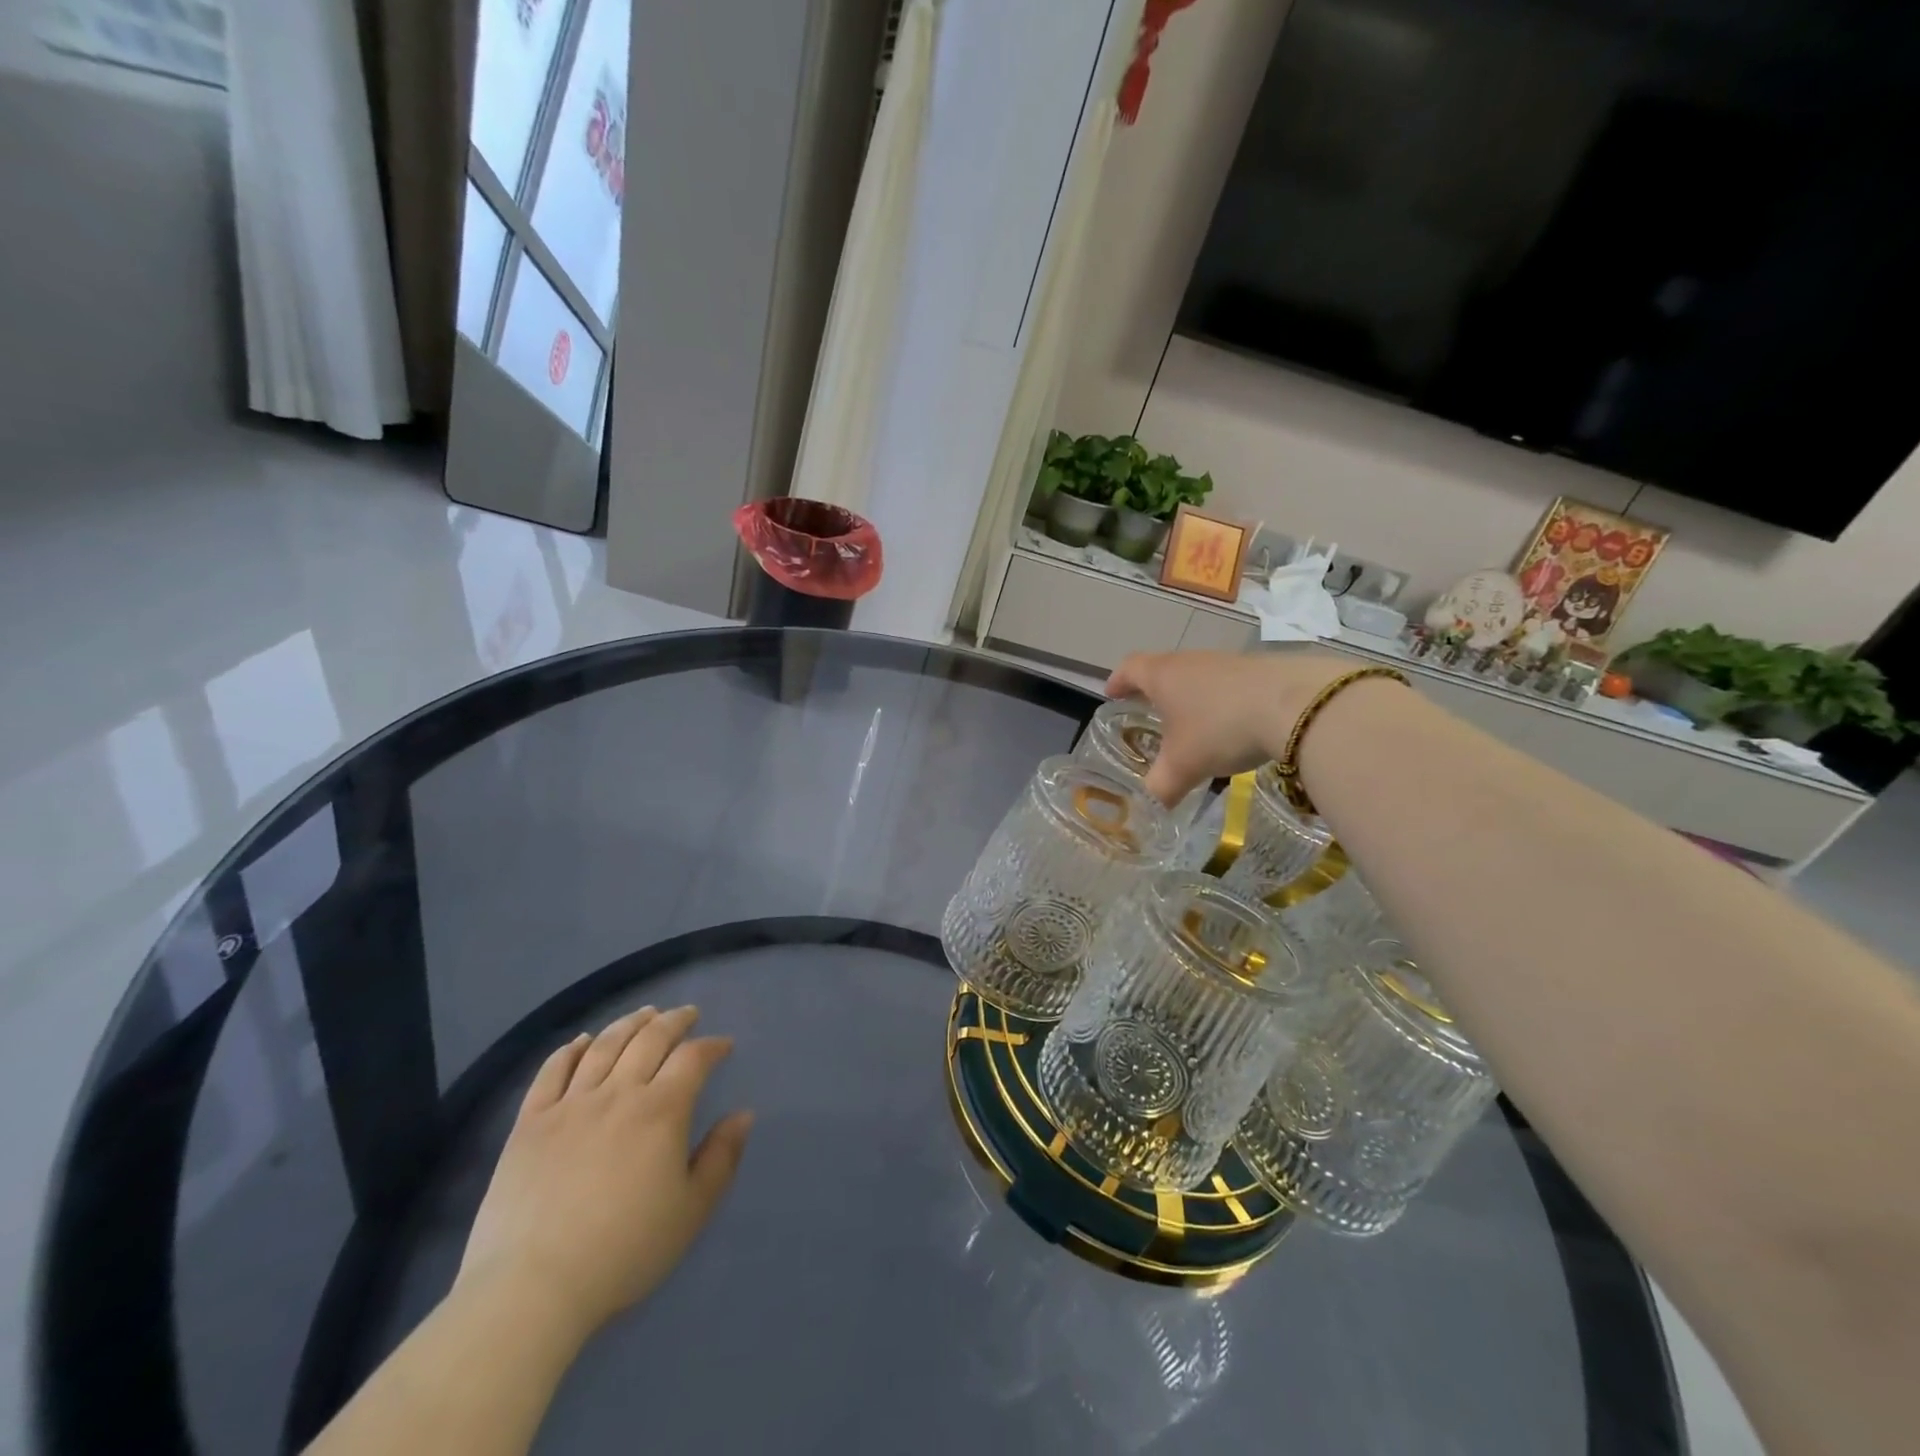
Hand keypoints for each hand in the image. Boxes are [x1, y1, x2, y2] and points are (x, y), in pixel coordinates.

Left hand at [454, 1006, 752, 1345]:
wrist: (531, 1288)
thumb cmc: (623, 1251)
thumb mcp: (691, 1211)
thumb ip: (722, 1157)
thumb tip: (743, 1114)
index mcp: (661, 1111)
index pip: (693, 1058)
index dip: (712, 1046)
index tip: (723, 1046)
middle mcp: (618, 1093)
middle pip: (650, 1039)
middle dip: (674, 1021)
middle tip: (687, 1014)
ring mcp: (569, 1105)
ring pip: (604, 1046)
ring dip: (629, 1023)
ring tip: (645, 1014)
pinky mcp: (529, 1123)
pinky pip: (552, 1072)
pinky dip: (570, 1049)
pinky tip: (582, 1040)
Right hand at [1106, 650, 1353, 805]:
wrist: (1297, 705)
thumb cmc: (1221, 728)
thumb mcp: (1182, 767)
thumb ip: (1160, 788)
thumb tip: (1148, 809)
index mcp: (1163, 676)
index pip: (1129, 669)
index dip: (1117, 682)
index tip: (1110, 694)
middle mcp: (1192, 662)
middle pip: (1164, 668)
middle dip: (1154, 691)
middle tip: (1148, 712)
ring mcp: (1228, 663)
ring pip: (1198, 676)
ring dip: (1190, 696)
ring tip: (1191, 725)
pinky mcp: (1261, 671)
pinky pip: (1229, 685)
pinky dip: (1222, 702)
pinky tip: (1232, 726)